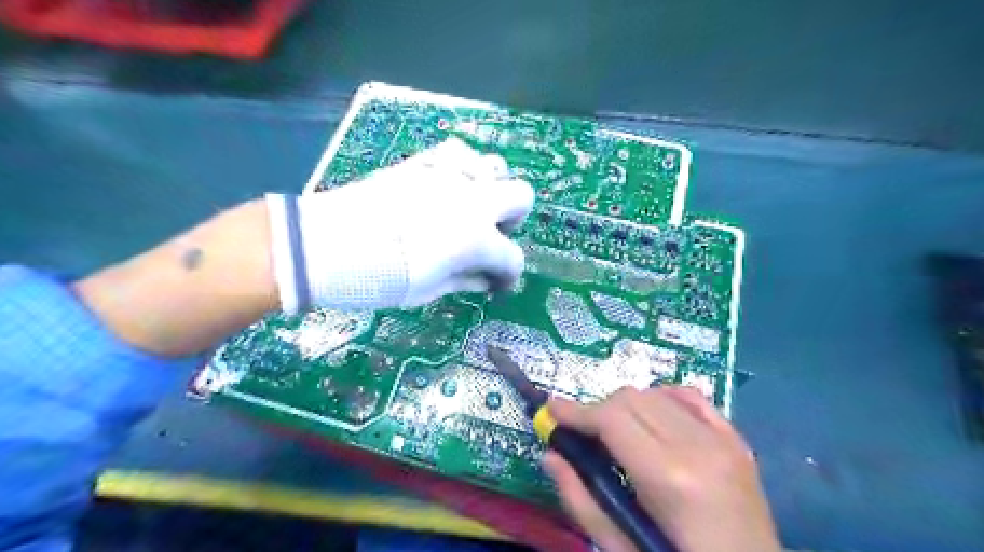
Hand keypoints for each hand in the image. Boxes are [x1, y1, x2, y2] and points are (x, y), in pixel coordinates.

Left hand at [265, 139, 535, 312]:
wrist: (327, 245)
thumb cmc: (380, 277)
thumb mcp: (429, 290)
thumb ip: (465, 279)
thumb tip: (485, 278)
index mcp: (477, 239)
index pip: (512, 258)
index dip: (508, 276)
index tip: (496, 284)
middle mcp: (474, 201)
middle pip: (521, 196)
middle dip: (513, 219)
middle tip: (490, 236)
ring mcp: (450, 176)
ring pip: (496, 166)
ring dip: (491, 189)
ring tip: (469, 208)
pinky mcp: (424, 162)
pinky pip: (459, 152)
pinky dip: (463, 169)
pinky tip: (448, 186)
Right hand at [542, 386, 780, 551]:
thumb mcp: (623, 548)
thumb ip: (582, 501)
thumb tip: (550, 456)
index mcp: (669, 478)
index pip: (612, 419)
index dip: (576, 411)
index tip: (551, 409)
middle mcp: (698, 446)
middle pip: (631, 398)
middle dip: (598, 411)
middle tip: (584, 434)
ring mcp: (722, 439)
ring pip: (655, 393)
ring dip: (627, 406)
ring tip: (619, 433)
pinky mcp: (736, 440)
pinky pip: (691, 396)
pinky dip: (663, 398)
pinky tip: (654, 418)